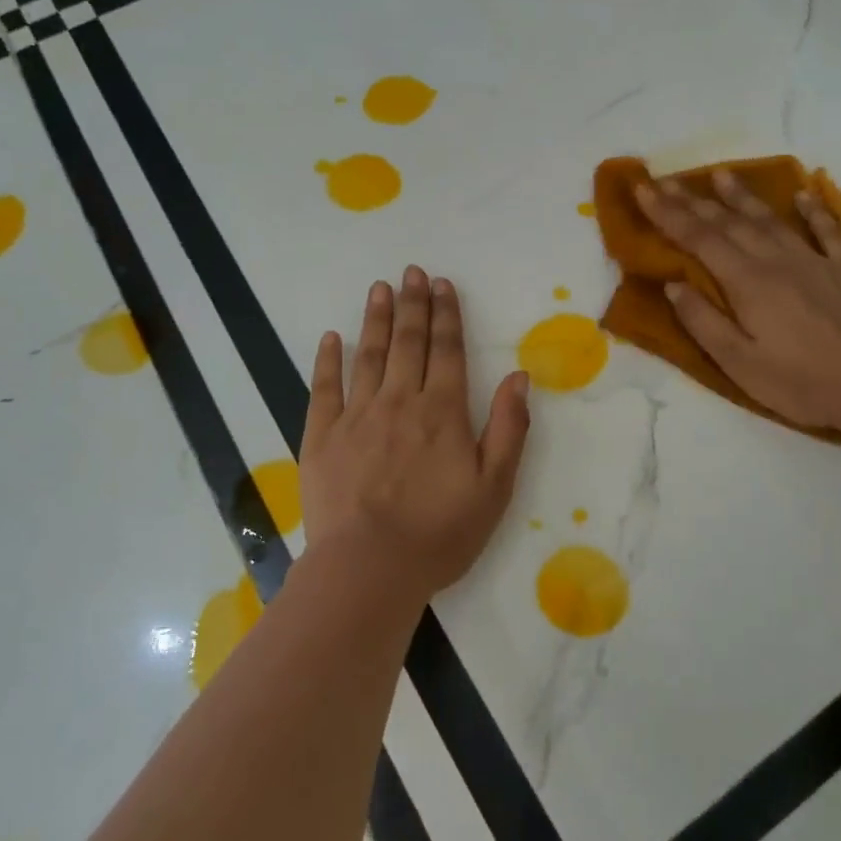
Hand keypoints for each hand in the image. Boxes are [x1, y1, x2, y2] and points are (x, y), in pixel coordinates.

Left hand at [300, 267, 531, 598]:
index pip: (447, 351)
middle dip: (413, 304)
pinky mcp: (322, 437)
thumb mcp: (494, 487)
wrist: (369, 569)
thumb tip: (519, 376)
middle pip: (409, 343)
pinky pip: (324, 388)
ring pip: (369, 355)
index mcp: (442, 412)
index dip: (447, 315)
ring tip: (380, 288)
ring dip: (376, 319)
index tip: (443, 285)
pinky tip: (331, 337)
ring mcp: (357, 416)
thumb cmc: (439, 532)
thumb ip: (508, 428)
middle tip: (413, 272)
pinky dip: (328, 360)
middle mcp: (400, 402)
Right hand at [636, 170, 840, 432]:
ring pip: (771, 219)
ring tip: (722, 174)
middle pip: (729, 222)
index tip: (644, 189)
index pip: (698, 238)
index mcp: (747, 282)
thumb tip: (673, 284)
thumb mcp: (739, 363)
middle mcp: (777, 260)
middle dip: (693, 200)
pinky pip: (827, 230)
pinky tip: (804, 195)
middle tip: (667, 179)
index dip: (668, 213)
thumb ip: (703, 321)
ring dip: (743, 196)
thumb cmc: (801, 382)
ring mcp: (815, 260)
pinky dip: (814, 210)